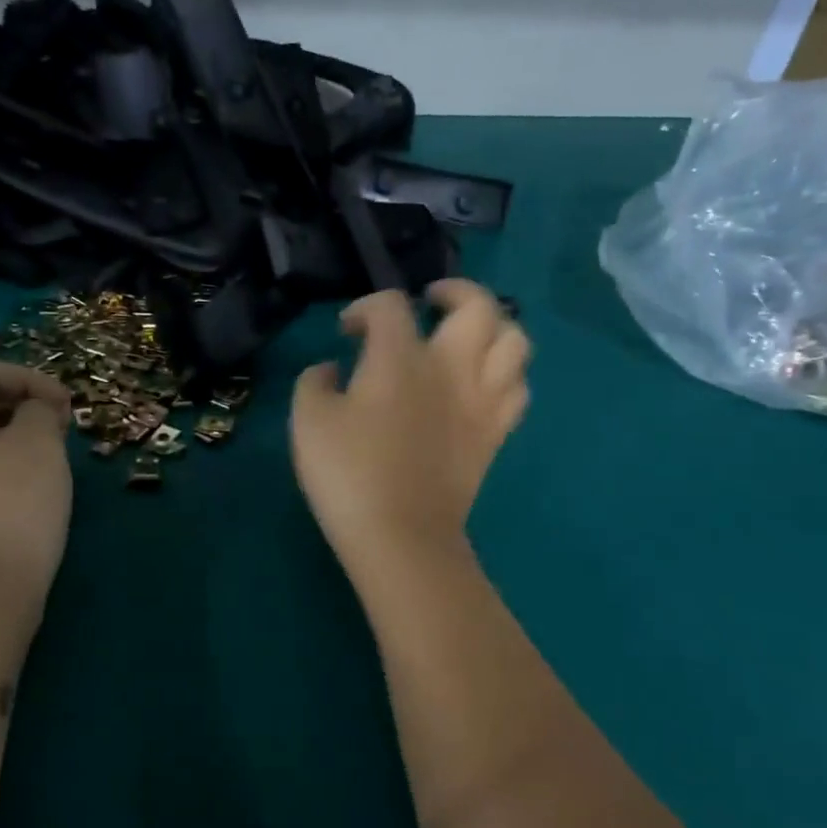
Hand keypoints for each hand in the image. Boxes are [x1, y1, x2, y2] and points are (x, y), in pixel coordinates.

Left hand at [0, 360, 73, 609]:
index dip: (30, 378)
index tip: (67, 407)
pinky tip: (28, 498)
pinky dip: (2, 471)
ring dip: (15, 441)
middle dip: (23, 408)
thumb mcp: (38, 447)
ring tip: (51, 464)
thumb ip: (40, 413)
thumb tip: (34, 412)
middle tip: (62, 432)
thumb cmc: (10, 511)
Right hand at [292, 280, 529, 572]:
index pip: (389, 306)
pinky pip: (518, 389)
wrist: (400, 535)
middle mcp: (451, 367)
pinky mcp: (495, 434)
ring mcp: (481, 400)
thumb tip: (331, 368)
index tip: (347, 331)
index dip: (365, 308)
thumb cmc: (348, 474)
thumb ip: (314, 382)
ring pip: (515, 341)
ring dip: (494, 328)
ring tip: (469, 338)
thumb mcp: (308, 421)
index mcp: (400, 358)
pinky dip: (505, 375)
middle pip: (477, 305)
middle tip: (431, 303)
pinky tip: (482, 384)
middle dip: (454, 292)